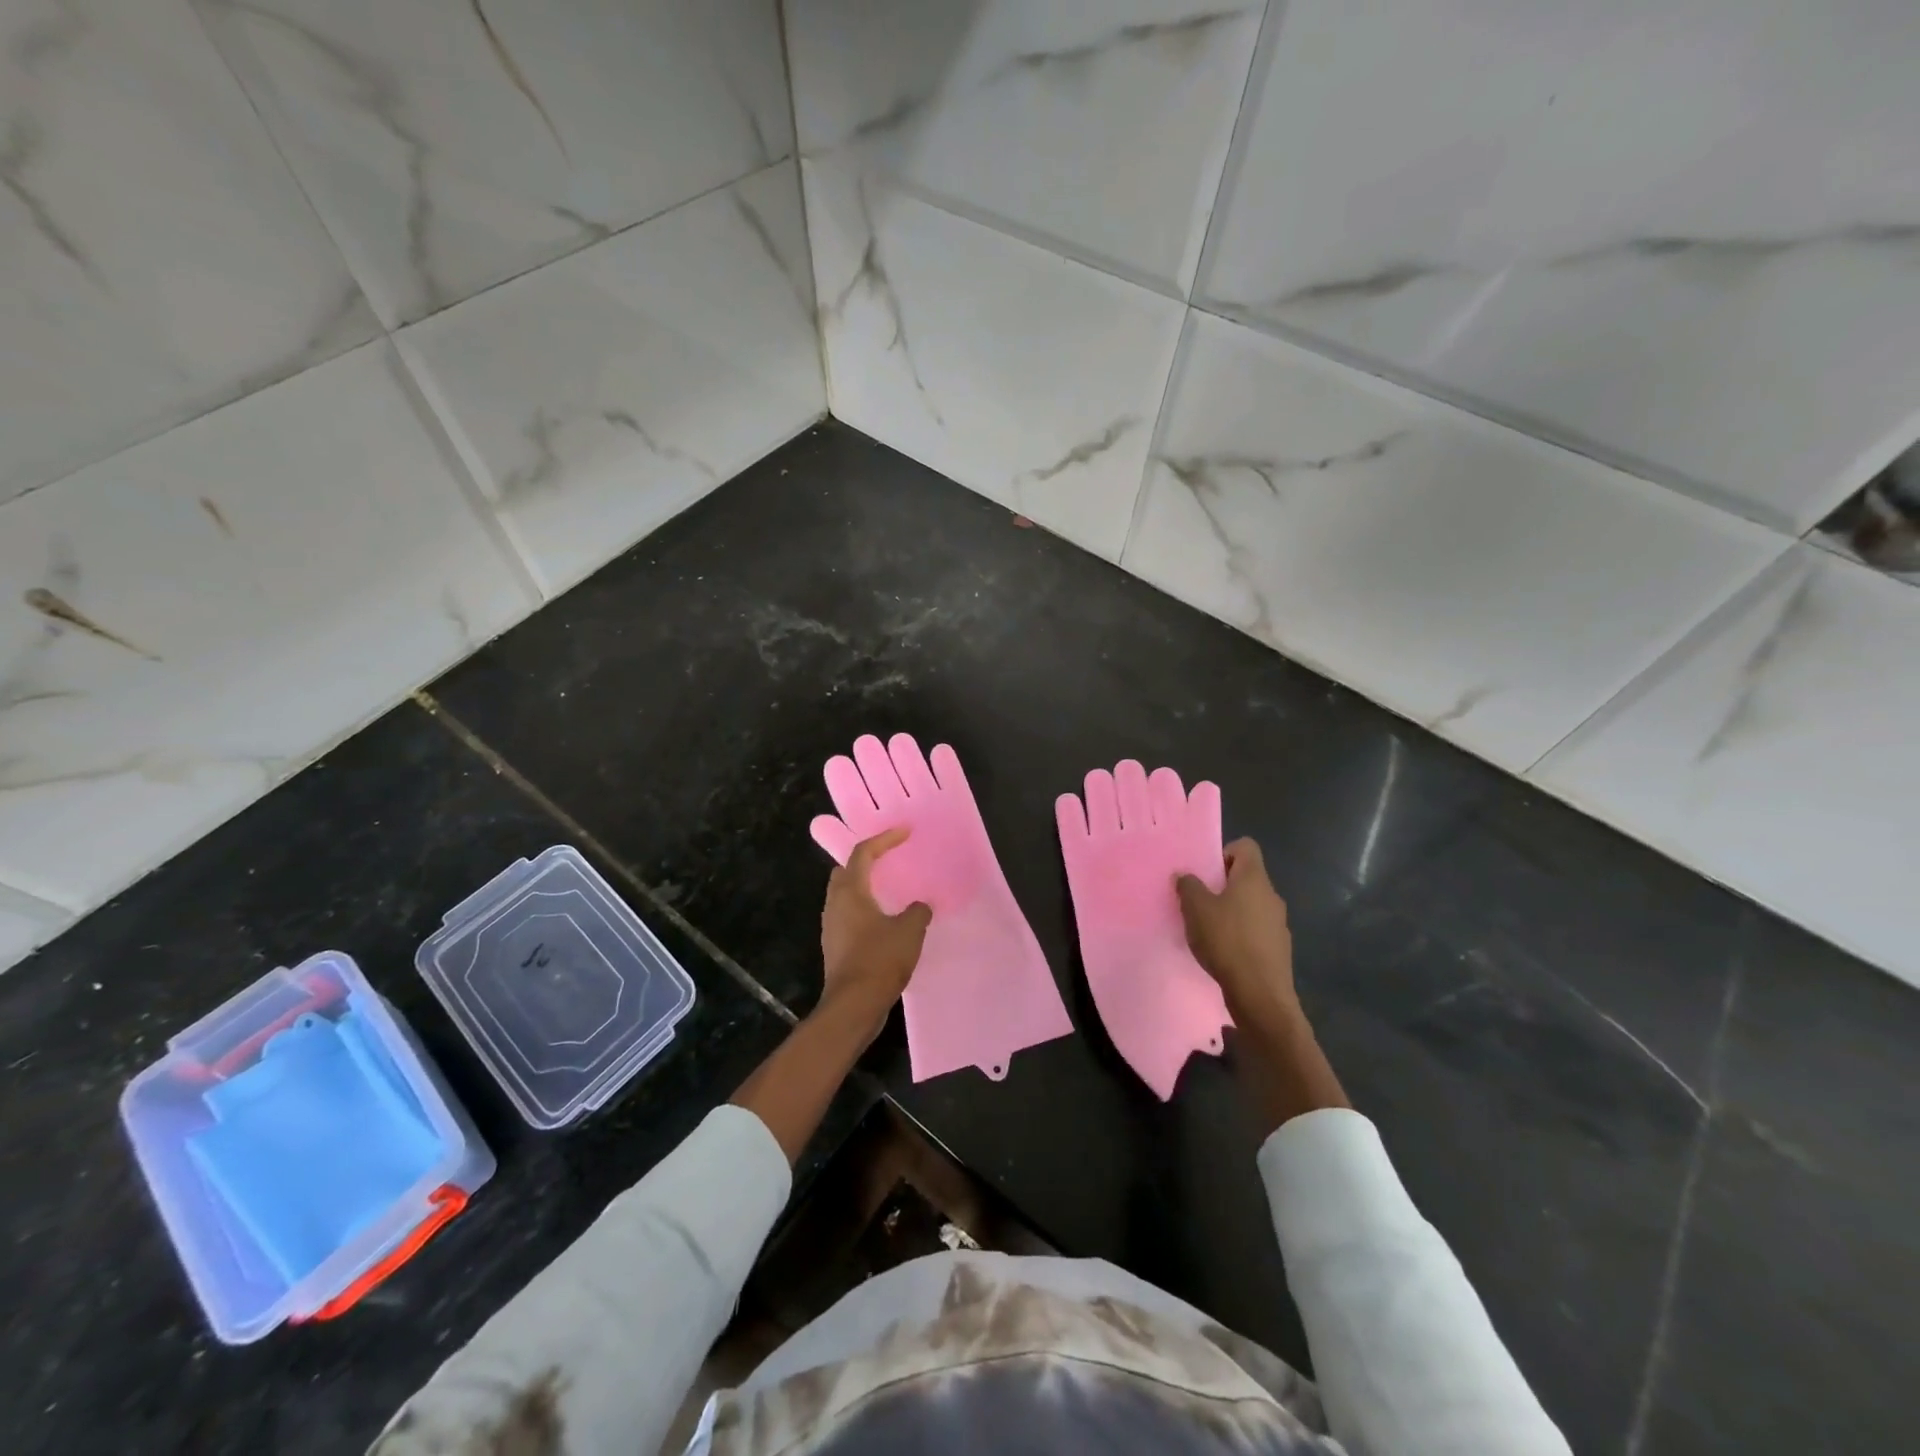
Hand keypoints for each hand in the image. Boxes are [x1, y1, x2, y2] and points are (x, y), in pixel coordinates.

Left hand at [820, 827, 931, 1034]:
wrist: (853, 1006)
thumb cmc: (880, 960)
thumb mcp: (909, 931)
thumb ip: (917, 911)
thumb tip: (919, 906)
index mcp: (851, 892)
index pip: (863, 853)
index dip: (884, 839)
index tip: (904, 832)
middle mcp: (835, 904)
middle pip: (846, 871)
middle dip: (866, 861)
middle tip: (889, 859)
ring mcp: (832, 927)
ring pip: (845, 895)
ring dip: (865, 888)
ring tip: (890, 889)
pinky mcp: (836, 947)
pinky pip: (849, 917)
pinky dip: (865, 910)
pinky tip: (885, 921)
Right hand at [1175, 838, 1298, 1026]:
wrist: (1260, 995)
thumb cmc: (1227, 941)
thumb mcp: (1196, 909)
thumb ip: (1188, 886)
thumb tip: (1185, 875)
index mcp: (1254, 879)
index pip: (1245, 846)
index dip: (1224, 853)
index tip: (1206, 874)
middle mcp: (1271, 895)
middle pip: (1247, 877)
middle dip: (1222, 886)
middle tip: (1199, 902)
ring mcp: (1278, 923)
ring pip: (1251, 905)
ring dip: (1231, 911)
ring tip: (1208, 930)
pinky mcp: (1278, 948)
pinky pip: (1256, 930)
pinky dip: (1240, 934)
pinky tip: (1223, 952)